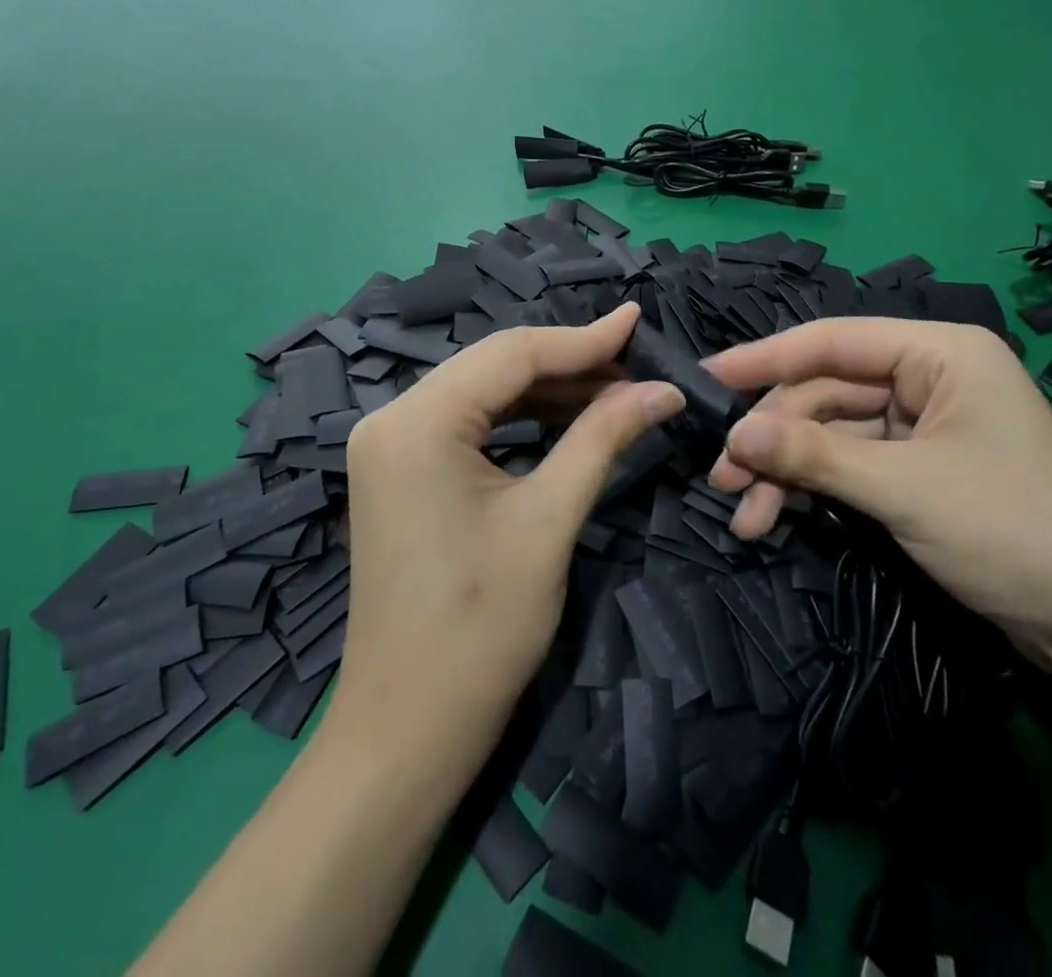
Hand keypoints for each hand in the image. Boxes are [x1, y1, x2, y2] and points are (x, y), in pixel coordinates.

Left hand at [333, 304, 683, 752]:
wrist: (407, 729)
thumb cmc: (480, 630)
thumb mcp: (549, 521)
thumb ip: (603, 439)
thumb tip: (663, 389)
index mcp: (416, 421)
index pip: (511, 353)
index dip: (582, 338)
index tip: (640, 321)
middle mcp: (391, 417)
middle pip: (493, 365)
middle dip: (567, 363)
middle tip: (636, 365)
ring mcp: (388, 444)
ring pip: (481, 391)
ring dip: (546, 390)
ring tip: (614, 391)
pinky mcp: (398, 469)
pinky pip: (466, 423)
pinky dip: (517, 419)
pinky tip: (565, 418)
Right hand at [704, 318, 1051, 666]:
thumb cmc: (1013, 533)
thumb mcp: (902, 489)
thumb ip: (813, 455)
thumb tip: (734, 435)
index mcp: (940, 353)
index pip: (831, 340)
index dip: (764, 359)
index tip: (706, 378)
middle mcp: (929, 377)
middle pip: (825, 393)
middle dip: (773, 438)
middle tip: (722, 479)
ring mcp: (924, 425)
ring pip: (831, 434)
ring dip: (786, 472)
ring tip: (743, 515)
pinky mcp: (919, 469)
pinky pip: (850, 465)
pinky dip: (814, 489)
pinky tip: (777, 519)